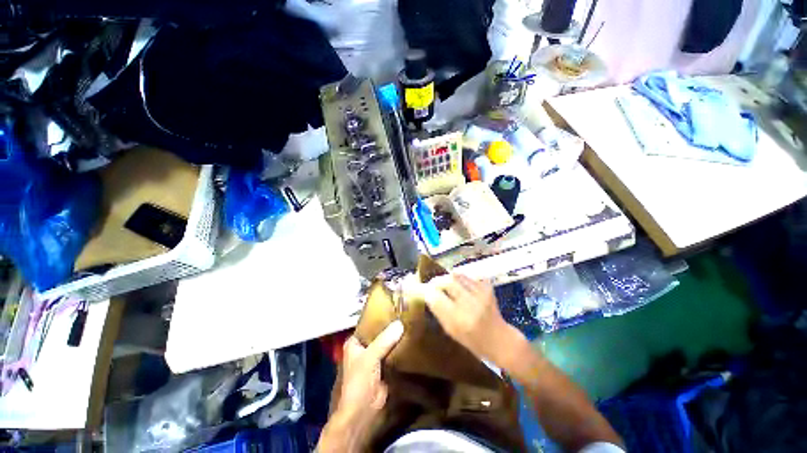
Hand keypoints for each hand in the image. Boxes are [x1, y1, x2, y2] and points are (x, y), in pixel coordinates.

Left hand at [318, 321, 403, 451]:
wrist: (363, 411)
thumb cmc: (359, 381)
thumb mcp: (370, 357)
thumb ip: (384, 340)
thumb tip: (400, 324)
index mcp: (355, 342)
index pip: (368, 324)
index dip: (379, 317)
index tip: (394, 308)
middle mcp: (364, 348)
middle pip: (379, 333)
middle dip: (390, 327)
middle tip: (405, 315)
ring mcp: (374, 358)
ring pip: (386, 343)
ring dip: (396, 337)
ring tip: (410, 324)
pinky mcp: (384, 367)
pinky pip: (392, 354)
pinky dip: (400, 349)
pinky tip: (411, 341)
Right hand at [422, 274, 523, 366]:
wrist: (500, 339)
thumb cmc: (473, 340)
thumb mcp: (451, 331)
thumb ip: (438, 311)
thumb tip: (426, 293)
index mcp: (459, 320)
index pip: (435, 297)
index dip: (424, 290)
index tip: (416, 287)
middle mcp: (470, 304)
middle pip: (447, 281)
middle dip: (436, 281)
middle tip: (433, 285)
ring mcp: (481, 294)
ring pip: (457, 275)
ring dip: (448, 278)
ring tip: (447, 284)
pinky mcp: (488, 287)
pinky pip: (469, 275)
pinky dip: (461, 278)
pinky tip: (461, 285)